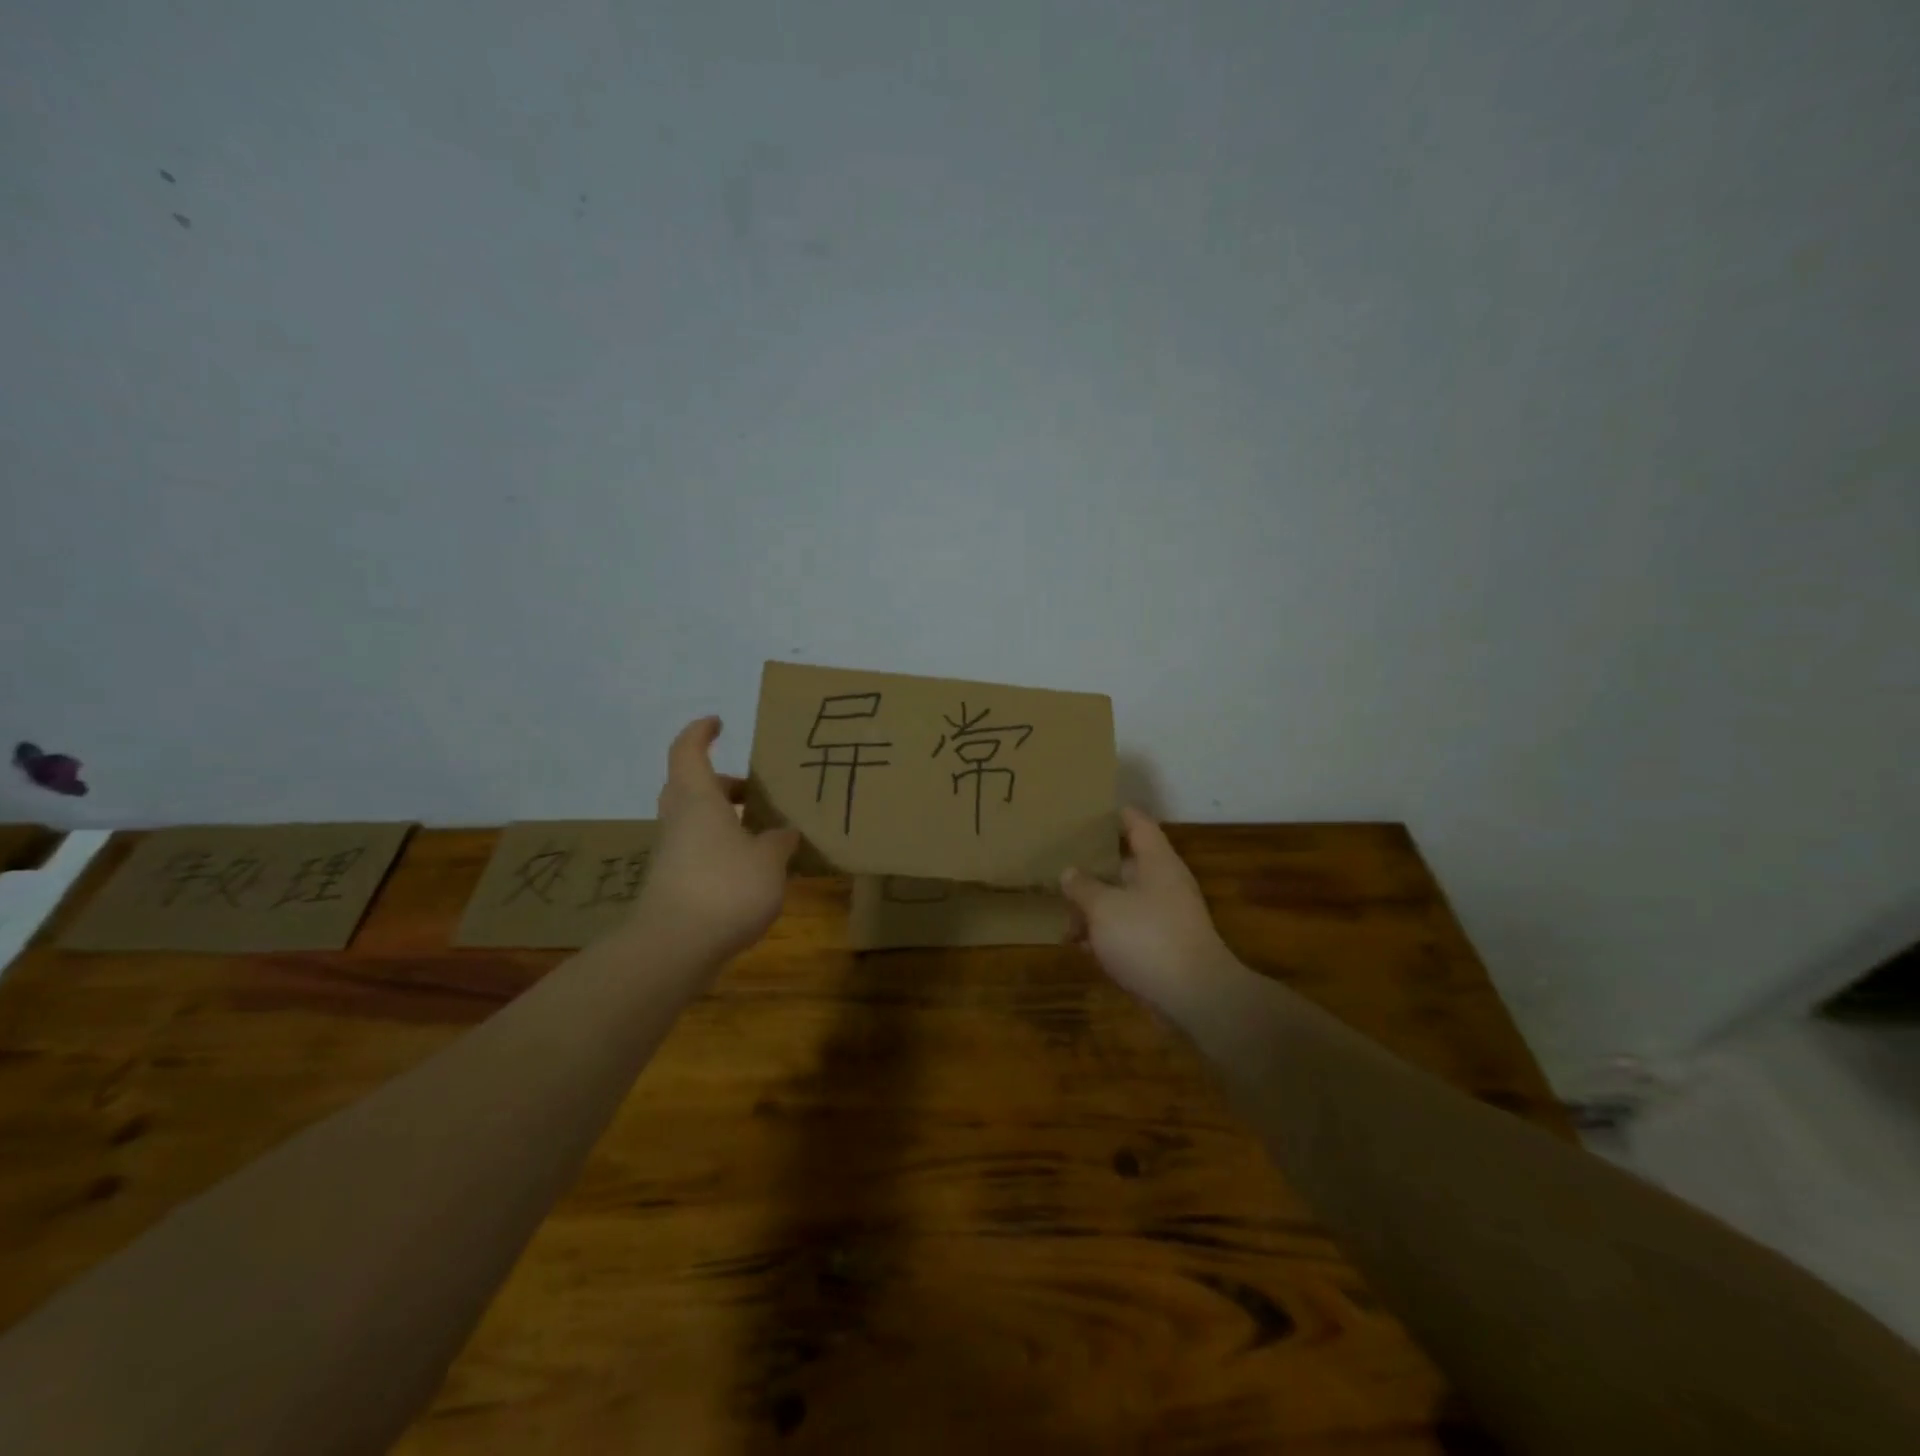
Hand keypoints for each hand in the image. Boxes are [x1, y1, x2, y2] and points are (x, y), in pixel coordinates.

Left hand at [631, 716, 800, 962]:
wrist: (674, 948)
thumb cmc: (725, 887)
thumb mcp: (769, 860)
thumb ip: (779, 841)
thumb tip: (783, 833)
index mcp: (698, 800)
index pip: (688, 752)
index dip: (700, 733)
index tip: (718, 723)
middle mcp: (680, 821)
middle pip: (691, 788)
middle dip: (722, 784)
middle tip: (753, 791)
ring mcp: (672, 854)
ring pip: (696, 822)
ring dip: (725, 820)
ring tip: (764, 833)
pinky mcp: (674, 885)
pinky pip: (699, 852)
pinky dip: (723, 850)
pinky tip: (753, 870)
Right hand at [1061, 808, 1238, 1015]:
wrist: (1195, 997)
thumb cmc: (1147, 938)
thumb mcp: (1103, 907)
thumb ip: (1082, 886)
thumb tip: (1070, 872)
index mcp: (1156, 861)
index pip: (1137, 823)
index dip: (1115, 814)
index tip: (1089, 810)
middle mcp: (1163, 883)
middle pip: (1125, 865)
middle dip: (1092, 870)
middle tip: (1059, 869)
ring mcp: (1165, 916)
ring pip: (1123, 901)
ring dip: (1094, 909)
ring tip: (1064, 921)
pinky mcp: (1162, 947)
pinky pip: (1128, 931)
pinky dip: (1106, 935)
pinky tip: (1082, 947)